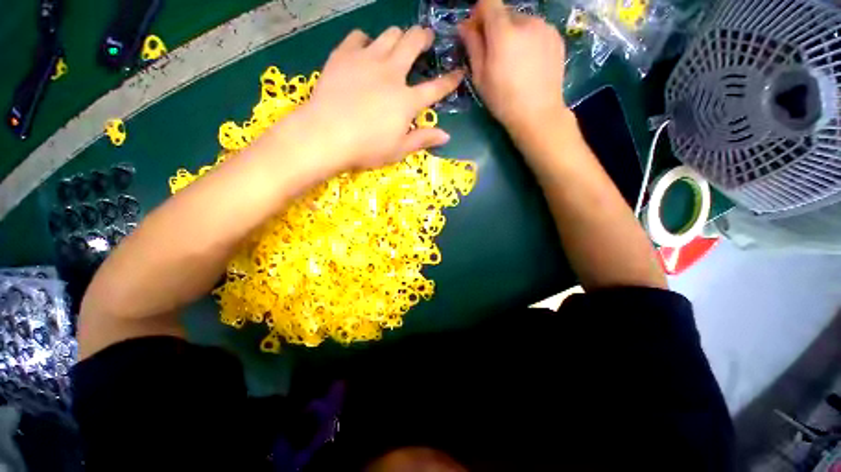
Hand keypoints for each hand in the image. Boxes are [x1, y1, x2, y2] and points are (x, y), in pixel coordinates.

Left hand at [298, 27, 463, 172]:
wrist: (327, 135)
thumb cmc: (367, 148)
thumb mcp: (398, 150)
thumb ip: (422, 139)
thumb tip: (446, 136)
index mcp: (406, 101)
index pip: (435, 88)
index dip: (450, 81)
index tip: (459, 72)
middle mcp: (391, 74)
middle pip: (412, 44)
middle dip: (423, 38)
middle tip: (426, 38)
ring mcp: (367, 60)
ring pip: (389, 34)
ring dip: (398, 36)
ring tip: (397, 42)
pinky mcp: (344, 55)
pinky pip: (358, 37)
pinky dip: (365, 40)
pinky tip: (364, 49)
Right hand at [458, 0, 567, 136]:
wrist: (538, 113)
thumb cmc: (503, 100)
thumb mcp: (480, 77)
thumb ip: (473, 46)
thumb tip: (464, 25)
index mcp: (504, 32)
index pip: (488, 2)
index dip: (479, 13)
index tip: (475, 31)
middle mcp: (526, 21)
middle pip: (505, 12)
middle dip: (495, 27)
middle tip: (493, 53)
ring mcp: (545, 27)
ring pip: (522, 21)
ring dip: (513, 33)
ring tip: (513, 61)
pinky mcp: (556, 36)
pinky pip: (536, 30)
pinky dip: (528, 39)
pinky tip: (528, 62)